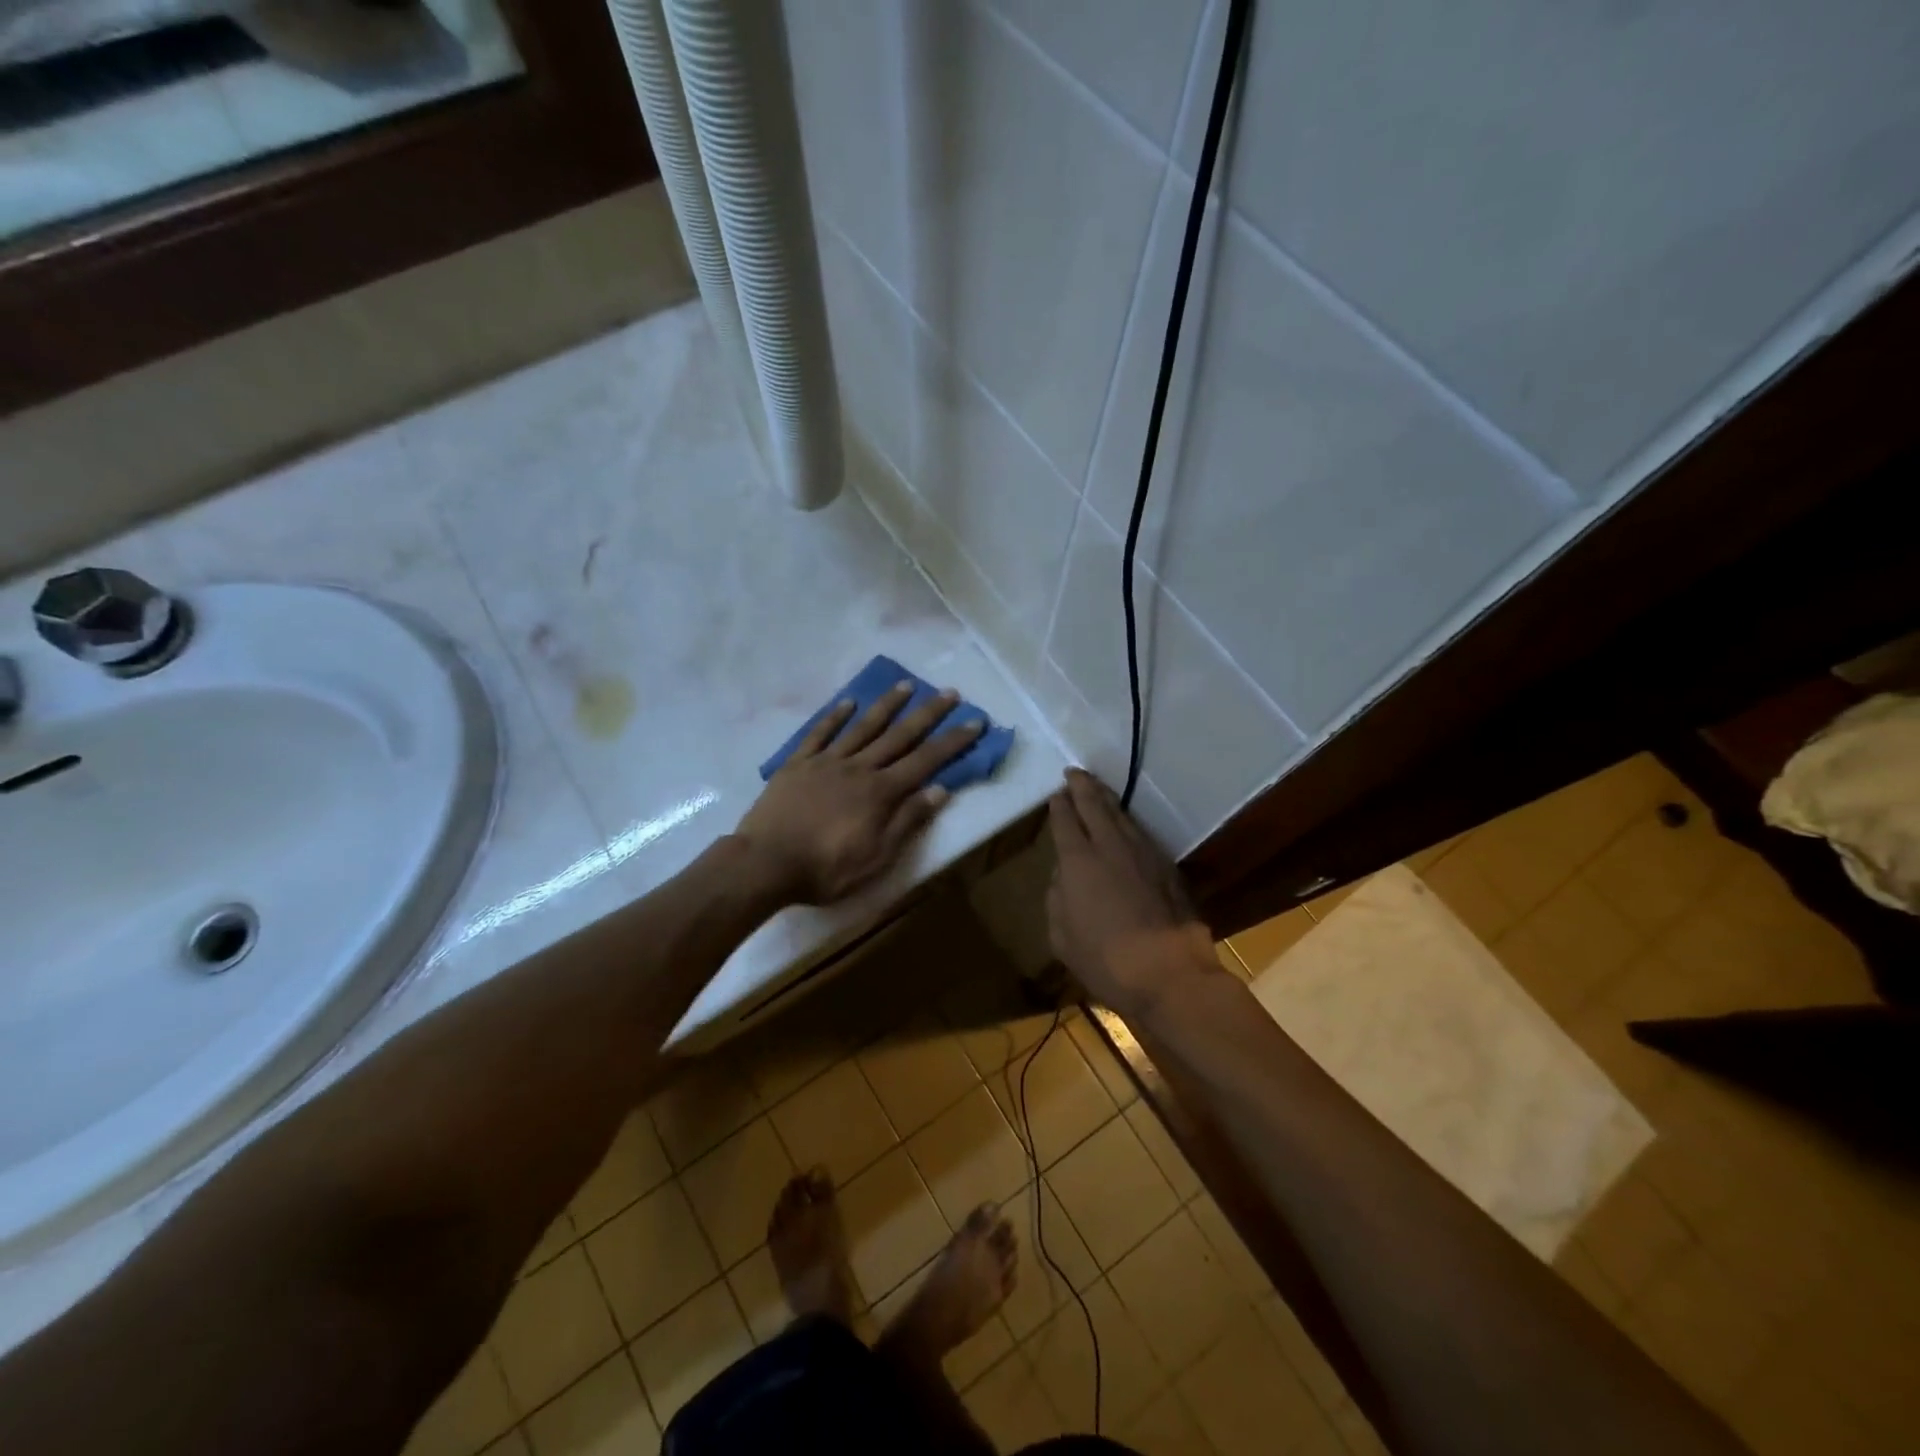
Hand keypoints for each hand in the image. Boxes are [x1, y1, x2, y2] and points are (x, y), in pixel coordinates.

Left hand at [735, 682, 983, 904]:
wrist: (765, 864)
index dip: (952, 741)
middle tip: (949, 692)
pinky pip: (820, 734)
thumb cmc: (826, 869)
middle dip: (928, 714)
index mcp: (881, 792)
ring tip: (905, 685)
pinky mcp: (798, 764)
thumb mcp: (877, 857)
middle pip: (899, 736)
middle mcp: (859, 768)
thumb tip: (940, 790)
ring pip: (863, 727)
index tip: (974, 721)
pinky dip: (835, 717)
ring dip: (886, 706)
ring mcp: (826, 762)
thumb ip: (908, 821)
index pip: (926, 761)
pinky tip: (848, 703)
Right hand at [1047, 769, 1216, 1018]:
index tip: (1057, 794)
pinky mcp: (1167, 867)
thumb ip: (1057, 899)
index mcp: (1078, 861)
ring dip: (1108, 800)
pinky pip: (1142, 834)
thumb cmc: (1105, 960)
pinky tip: (1127, 825)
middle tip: (1075, 773)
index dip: (1060, 806)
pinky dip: (1129, 823)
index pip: (1065, 821)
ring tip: (1099, 790)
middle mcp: (1110, 847)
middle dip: (1083, 787)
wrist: (1169, 973)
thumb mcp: (1062, 936)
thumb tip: (1062, 877)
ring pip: (1122, 816)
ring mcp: (1143, 854)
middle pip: (1095, 806)